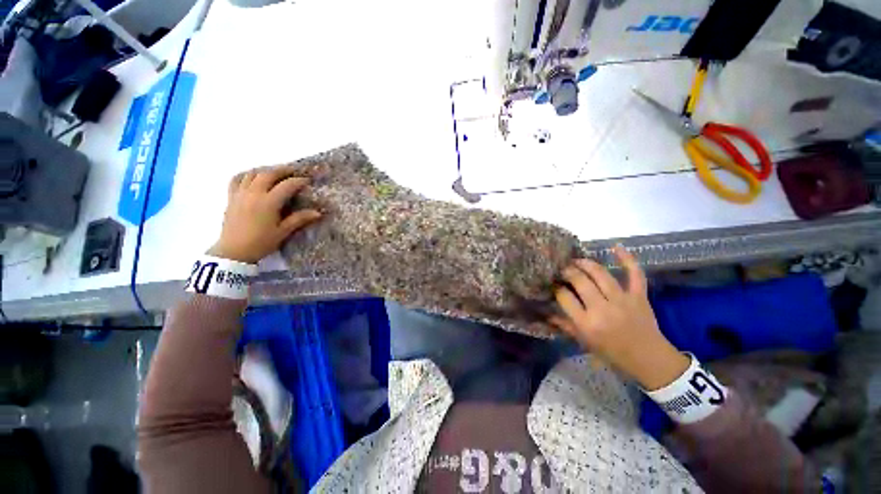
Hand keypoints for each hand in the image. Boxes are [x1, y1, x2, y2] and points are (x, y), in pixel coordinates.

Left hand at [209, 166, 321, 263]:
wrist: (234, 252)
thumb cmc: (261, 243)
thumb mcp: (283, 232)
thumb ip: (299, 219)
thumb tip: (318, 212)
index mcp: (268, 202)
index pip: (286, 185)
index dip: (299, 181)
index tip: (308, 180)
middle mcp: (254, 194)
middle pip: (269, 174)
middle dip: (283, 170)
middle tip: (294, 171)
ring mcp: (240, 194)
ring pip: (252, 173)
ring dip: (266, 170)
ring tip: (275, 172)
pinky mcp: (231, 197)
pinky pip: (237, 179)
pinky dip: (247, 174)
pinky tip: (253, 177)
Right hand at [549, 247, 688, 390]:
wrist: (649, 360)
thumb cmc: (612, 353)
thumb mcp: (584, 342)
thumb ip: (564, 325)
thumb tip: (545, 312)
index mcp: (587, 323)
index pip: (564, 297)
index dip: (556, 287)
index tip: (553, 283)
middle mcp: (602, 309)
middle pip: (580, 281)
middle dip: (567, 271)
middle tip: (562, 269)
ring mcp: (623, 300)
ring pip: (601, 274)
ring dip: (586, 263)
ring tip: (577, 260)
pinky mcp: (639, 296)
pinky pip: (635, 274)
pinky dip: (627, 259)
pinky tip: (616, 246)